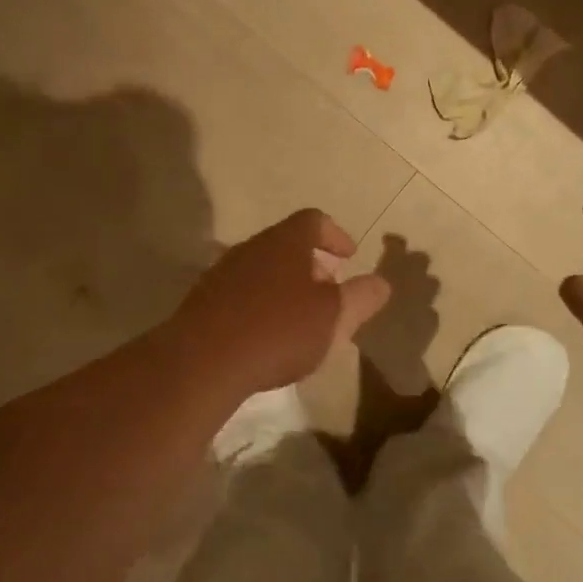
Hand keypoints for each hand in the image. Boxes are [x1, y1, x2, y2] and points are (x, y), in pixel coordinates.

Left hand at [174, 209, 391, 394]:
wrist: (203, 361)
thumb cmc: (278, 331)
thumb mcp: (333, 318)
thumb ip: (360, 297)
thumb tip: (381, 283)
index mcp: (284, 242)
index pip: (314, 220)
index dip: (335, 234)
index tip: (349, 256)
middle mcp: (250, 248)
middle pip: (286, 245)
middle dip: (311, 265)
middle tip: (328, 293)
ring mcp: (221, 273)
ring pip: (261, 269)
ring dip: (284, 286)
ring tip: (299, 319)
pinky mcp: (202, 301)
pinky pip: (240, 293)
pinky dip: (259, 304)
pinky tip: (265, 336)